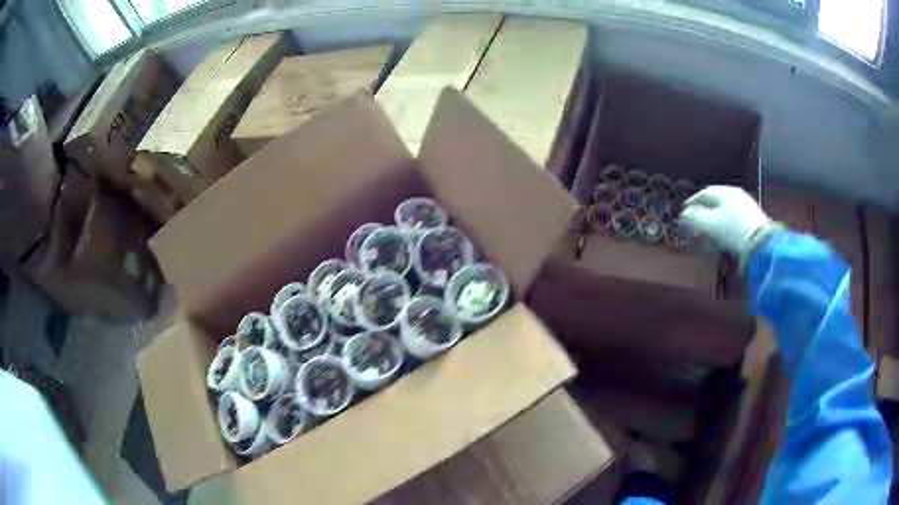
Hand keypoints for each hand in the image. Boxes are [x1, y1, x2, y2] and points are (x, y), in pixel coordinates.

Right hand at [679, 185, 771, 254]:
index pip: (704, 193)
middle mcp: (735, 194)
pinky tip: (722, 233)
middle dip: (703, 210)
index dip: (693, 202)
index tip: (684, 211)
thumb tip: (684, 214)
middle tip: (695, 221)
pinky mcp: (752, 217)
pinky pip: (733, 217)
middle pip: (715, 200)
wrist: (760, 243)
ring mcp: (745, 205)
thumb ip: (695, 218)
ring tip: (708, 229)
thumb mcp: (710, 225)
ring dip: (714, 218)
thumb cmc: (732, 230)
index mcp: (724, 192)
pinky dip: (724, 223)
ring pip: (725, 209)